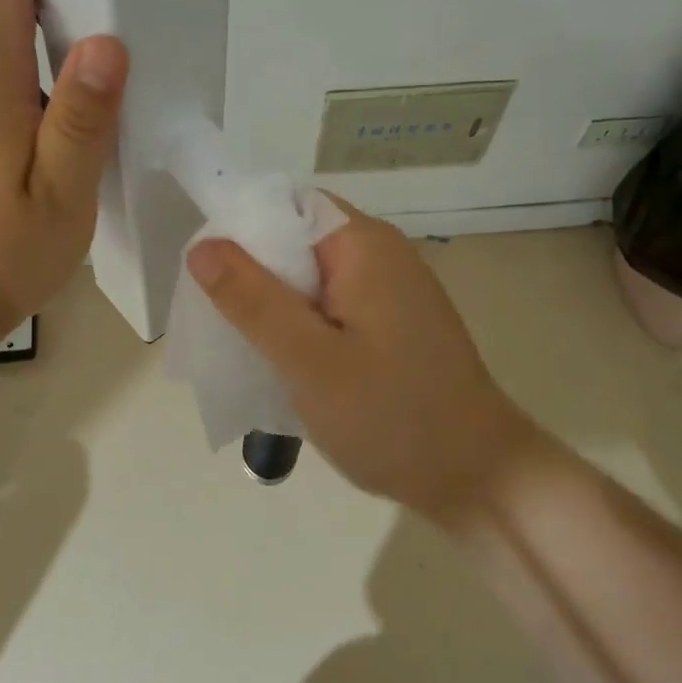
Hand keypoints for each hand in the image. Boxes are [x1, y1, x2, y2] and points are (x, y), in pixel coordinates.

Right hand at [186, 198, 529, 522]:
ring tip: (241, 341)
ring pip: (312, 276)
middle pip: (298, 238)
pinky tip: (283, 359)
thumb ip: (253, 300)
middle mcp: (381, 254)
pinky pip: (334, 304)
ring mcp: (391, 289)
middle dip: (253, 271)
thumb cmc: (391, 416)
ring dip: (275, 302)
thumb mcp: (309, 360)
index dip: (241, 226)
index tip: (206, 271)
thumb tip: (203, 245)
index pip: (287, 204)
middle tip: (215, 315)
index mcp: (364, 245)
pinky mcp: (394, 322)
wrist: (478, 478)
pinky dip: (303, 322)